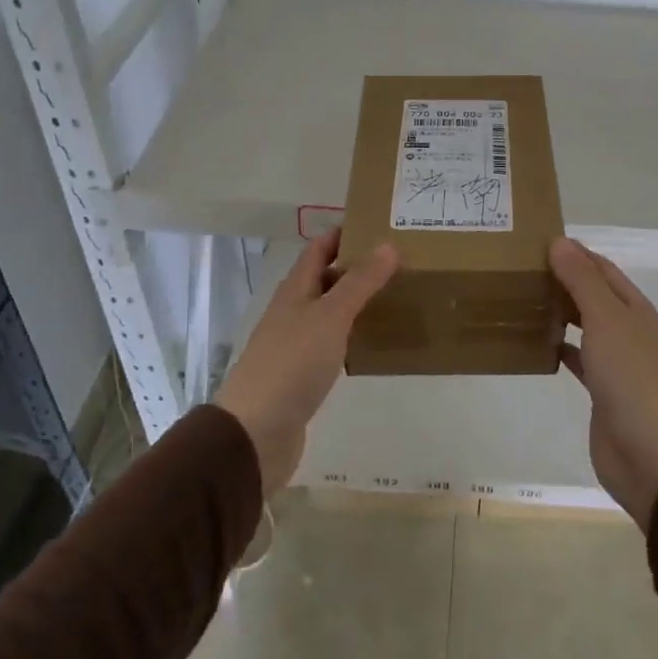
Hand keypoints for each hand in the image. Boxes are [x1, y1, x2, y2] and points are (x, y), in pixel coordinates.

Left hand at [213, 231, 397, 497]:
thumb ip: (360, 282)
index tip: (382, 225)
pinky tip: (376, 342)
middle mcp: (294, 311)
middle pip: (327, 278)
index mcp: (296, 290)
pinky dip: (354, 336)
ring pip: (331, 311)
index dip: (346, 233)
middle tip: (402, 262)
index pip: (320, 248)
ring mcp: (297, 344)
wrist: (255, 433)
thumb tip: (388, 244)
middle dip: (359, 267)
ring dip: (359, 302)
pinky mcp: (304, 375)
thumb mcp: (330, 316)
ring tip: (397, 296)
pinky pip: (334, 344)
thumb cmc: (292, 364)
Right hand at [551, 237, 657, 529]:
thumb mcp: (605, 319)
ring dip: (558, 312)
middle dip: (562, 280)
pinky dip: (558, 347)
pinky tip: (536, 343)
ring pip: (583, 325)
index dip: (574, 252)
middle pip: (592, 295)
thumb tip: (559, 242)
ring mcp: (615, 361)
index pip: (601, 268)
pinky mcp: (601, 390)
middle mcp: (626, 329)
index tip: (536, 242)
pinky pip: (576, 358)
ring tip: (522, 299)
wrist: (649, 452)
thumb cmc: (629, 376)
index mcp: (633, 307)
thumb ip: (582, 280)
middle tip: (520, 270)